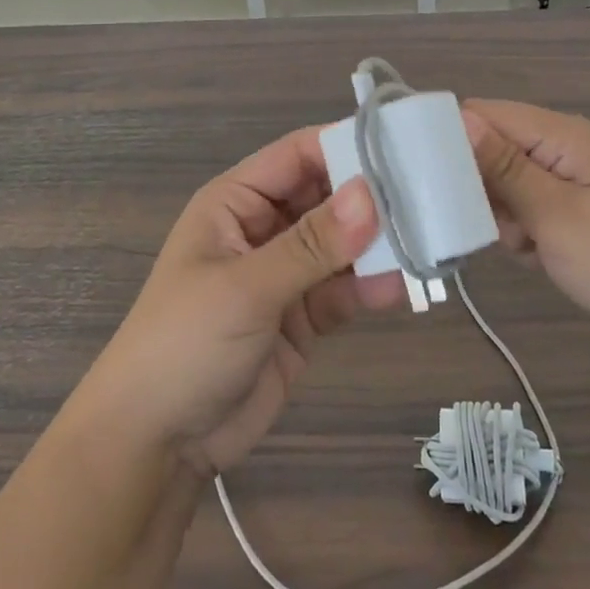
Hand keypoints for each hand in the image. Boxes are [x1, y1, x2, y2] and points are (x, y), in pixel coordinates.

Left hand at [82, 126, 406, 477]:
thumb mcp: (246, 287)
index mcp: (236, 202)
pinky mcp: (304, 317)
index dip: (346, 146)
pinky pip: (345, 289)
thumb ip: (311, 244)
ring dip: (379, 244)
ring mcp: (286, 274)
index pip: (299, 156)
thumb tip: (372, 194)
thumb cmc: (185, 343)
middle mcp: (264, 228)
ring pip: (342, 245)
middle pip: (327, 197)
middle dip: (373, 198)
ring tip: (430, 240)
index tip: (404, 147)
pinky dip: (373, 286)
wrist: (158, 442)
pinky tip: (405, 287)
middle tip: (432, 196)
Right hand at [464, 99, 589, 339]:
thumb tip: (459, 117)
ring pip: (507, 185)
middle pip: (491, 149)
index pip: (482, 114)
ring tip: (526, 249)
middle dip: (479, 189)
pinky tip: (540, 257)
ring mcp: (572, 179)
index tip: (429, 182)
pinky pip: (531, 209)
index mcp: (557, 134)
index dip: (451, 140)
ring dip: (503, 217)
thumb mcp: (556, 215)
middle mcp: (562, 146)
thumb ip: (504, 168)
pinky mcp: (579, 208)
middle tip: (496, 228)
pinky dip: (526, 233)